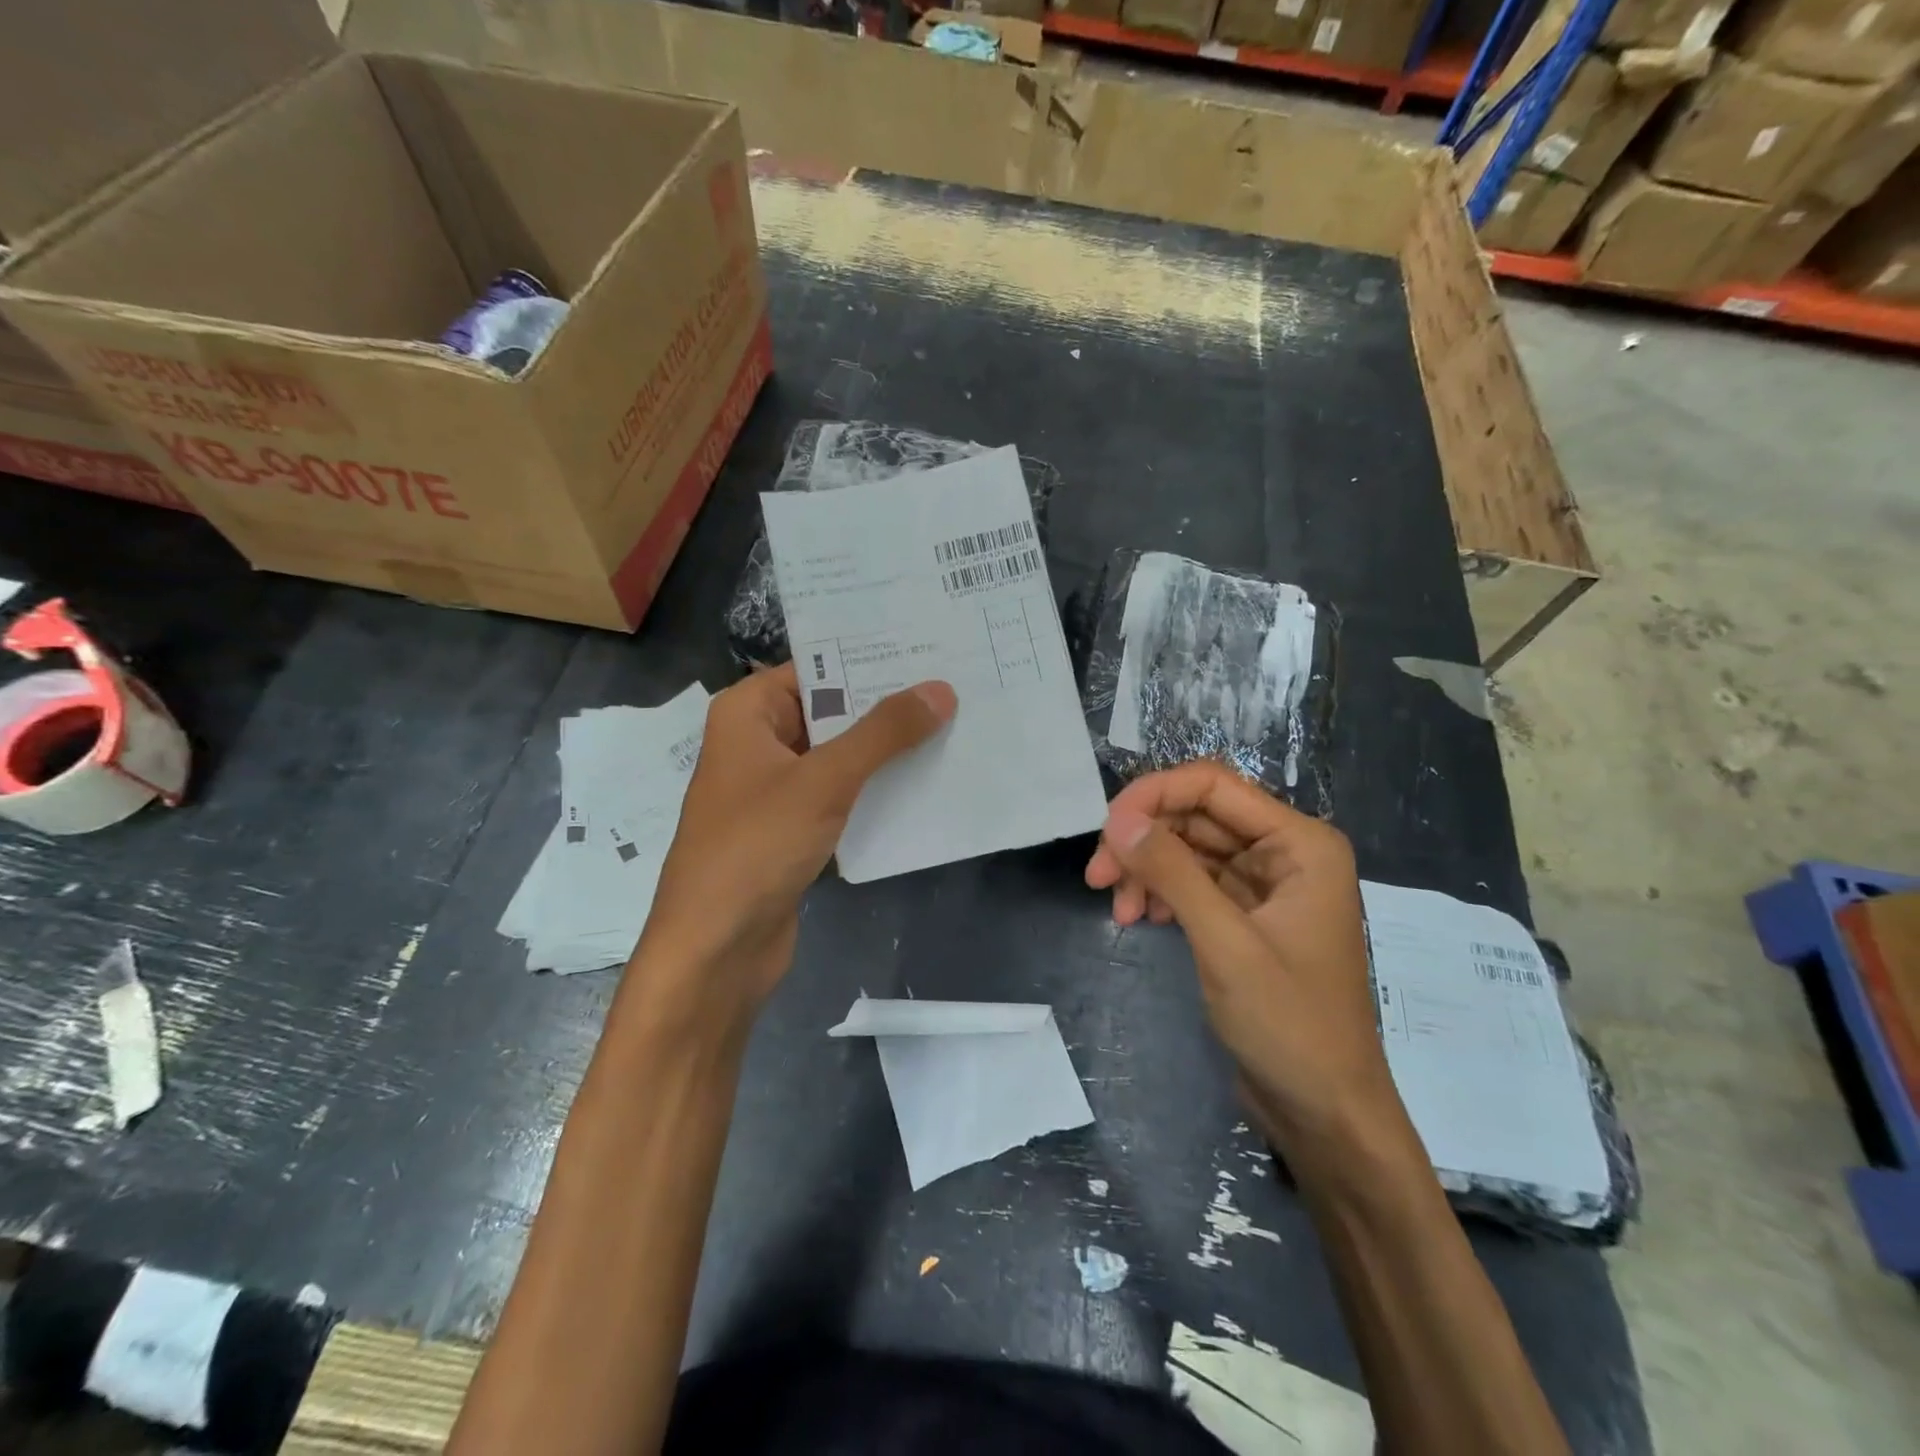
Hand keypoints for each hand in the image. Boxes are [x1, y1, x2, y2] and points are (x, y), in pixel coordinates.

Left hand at [633, 665, 955, 1030]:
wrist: (716, 950)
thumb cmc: (756, 847)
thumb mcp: (824, 780)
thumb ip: (883, 733)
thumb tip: (940, 690)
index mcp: (748, 713)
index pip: (816, 665)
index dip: (869, 657)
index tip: (928, 646)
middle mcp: (759, 742)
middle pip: (831, 709)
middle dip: (887, 704)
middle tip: (954, 684)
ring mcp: (776, 788)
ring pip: (840, 754)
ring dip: (886, 749)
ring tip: (952, 725)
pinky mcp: (793, 828)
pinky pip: (841, 794)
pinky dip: (875, 788)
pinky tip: (925, 781)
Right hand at [1085, 762, 1408, 1166]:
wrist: (1326, 1114)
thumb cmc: (1290, 1026)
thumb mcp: (1226, 944)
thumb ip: (1173, 873)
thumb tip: (1118, 819)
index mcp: (1300, 843)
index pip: (1213, 786)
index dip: (1153, 796)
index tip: (1106, 830)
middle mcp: (1285, 851)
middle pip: (1196, 816)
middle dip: (1143, 840)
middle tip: (1097, 877)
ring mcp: (1265, 884)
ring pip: (1188, 849)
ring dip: (1147, 870)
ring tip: (1118, 910)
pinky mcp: (1245, 915)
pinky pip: (1193, 883)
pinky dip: (1161, 893)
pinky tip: (1141, 919)